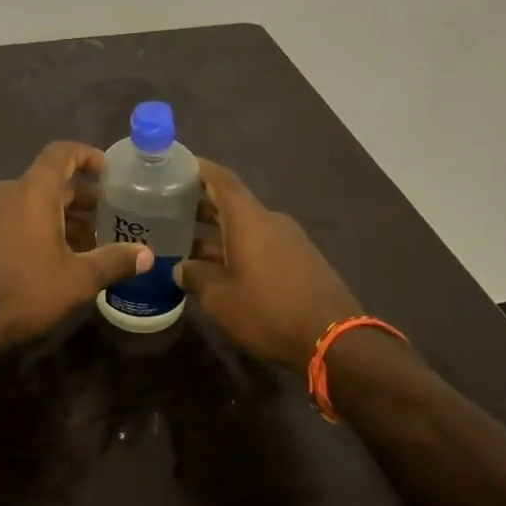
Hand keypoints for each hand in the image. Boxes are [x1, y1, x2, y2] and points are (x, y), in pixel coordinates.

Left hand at [0, 142, 152, 348]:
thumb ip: (113, 262)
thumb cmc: (23, 290)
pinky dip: (40, 227)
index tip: (110, 171)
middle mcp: (9, 193)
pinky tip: (57, 257)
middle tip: (112, 215)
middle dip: (83, 196)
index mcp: (33, 191)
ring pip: (33, 202)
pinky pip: (16, 218)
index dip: (87, 155)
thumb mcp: (77, 280)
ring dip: (62, 215)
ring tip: (91, 240)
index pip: (61, 153)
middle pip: (51, 181)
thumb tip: (148, 254)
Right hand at [175, 160, 364, 373]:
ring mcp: (290, 241)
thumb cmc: (268, 310)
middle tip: (170, 210)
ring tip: (188, 246)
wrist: (335, 340)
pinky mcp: (302, 261)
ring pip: (246, 228)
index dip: (199, 168)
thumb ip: (196, 277)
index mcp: (248, 219)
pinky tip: (221, 270)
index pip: (221, 179)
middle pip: (232, 203)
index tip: (176, 165)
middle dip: (202, 205)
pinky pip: (262, 245)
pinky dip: (238, 249)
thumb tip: (180, 268)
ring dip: (219, 234)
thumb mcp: (220, 298)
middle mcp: (270, 221)